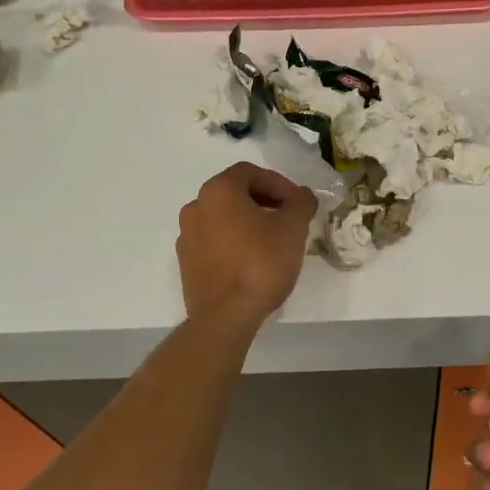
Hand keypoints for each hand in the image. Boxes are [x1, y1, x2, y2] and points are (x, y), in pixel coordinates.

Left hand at [176, 163, 317, 324]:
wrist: (225, 316)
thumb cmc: (260, 262)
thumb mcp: (293, 228)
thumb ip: (301, 203)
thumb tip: (302, 195)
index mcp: (218, 190)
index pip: (251, 172)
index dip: (279, 183)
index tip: (298, 203)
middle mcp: (196, 206)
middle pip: (235, 193)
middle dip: (265, 201)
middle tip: (288, 219)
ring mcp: (187, 236)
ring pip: (223, 218)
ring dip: (248, 222)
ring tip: (273, 241)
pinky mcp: (186, 263)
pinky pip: (214, 242)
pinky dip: (233, 243)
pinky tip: (252, 261)